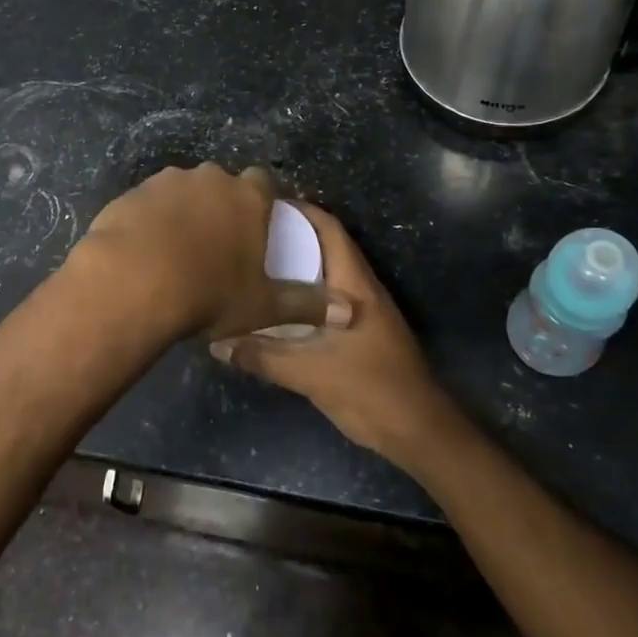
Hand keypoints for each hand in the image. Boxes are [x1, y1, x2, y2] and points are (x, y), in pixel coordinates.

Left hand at [73, 164, 352, 345]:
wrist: (134, 282)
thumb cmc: (208, 292)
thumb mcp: (262, 306)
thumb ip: (307, 305)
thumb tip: (351, 313)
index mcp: (247, 196)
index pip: (264, 182)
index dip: (262, 201)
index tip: (257, 225)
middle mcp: (209, 178)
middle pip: (222, 184)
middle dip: (221, 205)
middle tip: (217, 242)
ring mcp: (167, 181)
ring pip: (183, 190)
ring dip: (184, 210)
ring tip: (177, 249)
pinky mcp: (133, 192)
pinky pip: (149, 202)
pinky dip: (151, 219)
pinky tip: (146, 249)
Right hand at [209, 203, 460, 463]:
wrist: (420, 431)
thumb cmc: (370, 390)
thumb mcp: (310, 374)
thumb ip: (263, 356)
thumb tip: (217, 342)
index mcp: (354, 284)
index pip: (328, 229)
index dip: (300, 210)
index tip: (263, 205)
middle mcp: (361, 288)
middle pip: (326, 246)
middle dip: (291, 235)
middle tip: (250, 233)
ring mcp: (365, 310)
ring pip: (327, 273)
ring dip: (298, 264)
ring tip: (256, 263)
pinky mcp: (363, 330)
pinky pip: (328, 297)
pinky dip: (304, 292)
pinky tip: (278, 305)